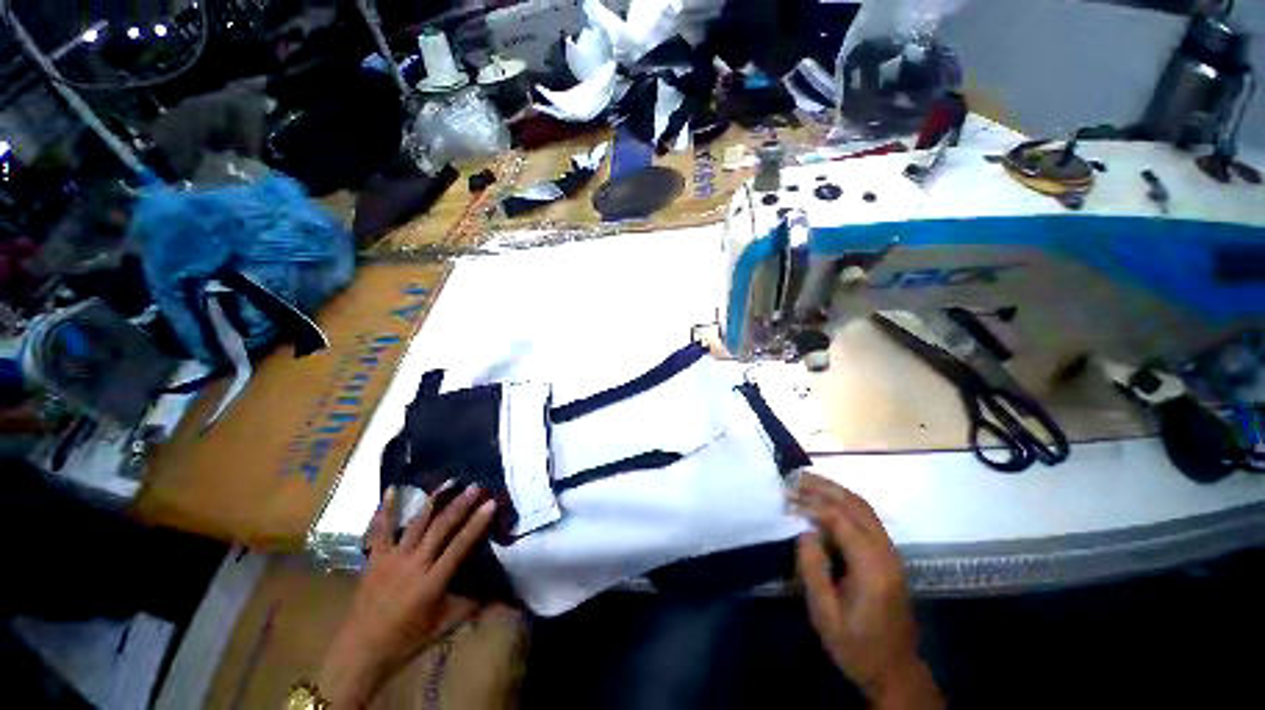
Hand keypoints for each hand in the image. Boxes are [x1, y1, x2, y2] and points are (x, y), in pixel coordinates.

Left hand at [317, 483, 495, 708]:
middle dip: (459, 505)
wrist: (360, 651)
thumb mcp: (444, 626)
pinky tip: (392, 489)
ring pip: (416, 523)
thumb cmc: (406, 640)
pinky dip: (385, 509)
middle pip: (440, 528)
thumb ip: (471, 605)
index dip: (477, 524)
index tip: (491, 504)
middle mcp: (413, 565)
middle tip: (475, 486)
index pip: (460, 546)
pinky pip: (380, 530)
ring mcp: (392, 559)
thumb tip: (499, 591)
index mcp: (432, 582)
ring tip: (449, 482)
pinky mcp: (374, 559)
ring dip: (434, 501)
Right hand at [791, 474, 942, 709]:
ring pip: (864, 507)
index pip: (841, 520)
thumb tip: (804, 531)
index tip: (786, 502)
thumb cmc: (856, 647)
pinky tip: (827, 499)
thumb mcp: (825, 616)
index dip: (812, 505)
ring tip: (806, 481)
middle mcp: (886, 553)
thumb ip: (813, 571)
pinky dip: (845, 501)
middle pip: (855, 505)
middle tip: (793, 479)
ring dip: (834, 490)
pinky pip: (867, 517)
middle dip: (823, 488)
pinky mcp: (889, 555)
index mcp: (872, 568)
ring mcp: (891, 552)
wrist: (895, 670)